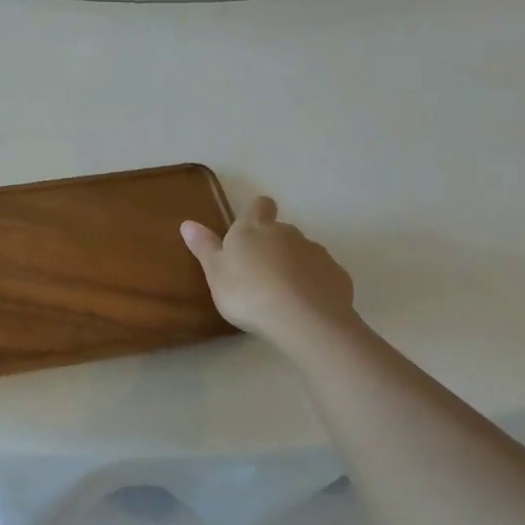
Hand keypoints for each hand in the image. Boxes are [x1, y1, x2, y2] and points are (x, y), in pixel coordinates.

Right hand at [181, 196, 358, 354]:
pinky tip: (305, 306)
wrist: (302, 319)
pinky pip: (322, 275)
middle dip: (273, 246)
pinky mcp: (337, 275)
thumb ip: (204, 247)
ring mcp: (316, 252)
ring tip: (282, 294)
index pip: (260, 205)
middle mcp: (287, 232)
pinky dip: (314, 284)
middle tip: (259, 273)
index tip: (252, 228)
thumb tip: (187, 222)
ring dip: (294, 266)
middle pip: (281, 231)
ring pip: (303, 252)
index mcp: (254, 228)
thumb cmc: (248, 293)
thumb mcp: (215, 273)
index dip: (257, 212)